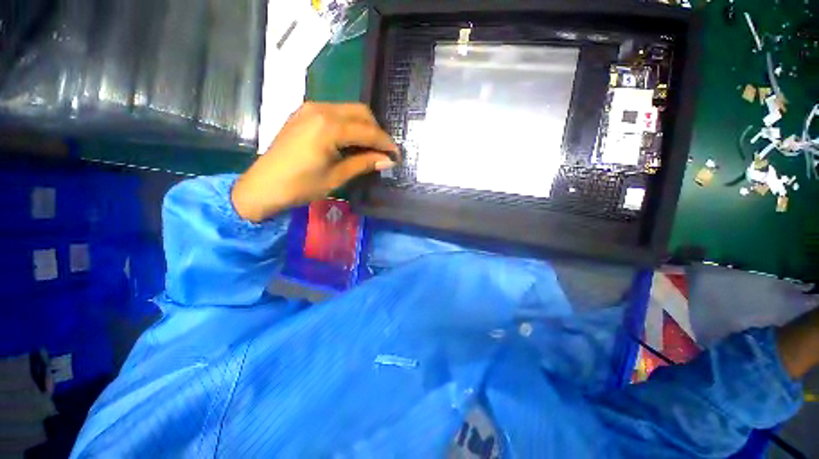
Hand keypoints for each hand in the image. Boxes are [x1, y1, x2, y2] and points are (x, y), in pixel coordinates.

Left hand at [232, 102, 397, 221]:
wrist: (263, 186)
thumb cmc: (301, 186)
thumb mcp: (337, 177)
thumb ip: (364, 163)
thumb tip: (388, 161)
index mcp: (329, 127)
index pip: (368, 130)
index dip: (385, 143)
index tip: (396, 156)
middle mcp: (321, 109)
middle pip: (361, 112)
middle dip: (377, 131)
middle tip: (383, 152)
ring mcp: (310, 108)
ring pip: (349, 110)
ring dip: (364, 127)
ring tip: (370, 148)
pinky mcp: (304, 113)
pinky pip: (336, 112)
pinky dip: (349, 124)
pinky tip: (351, 141)